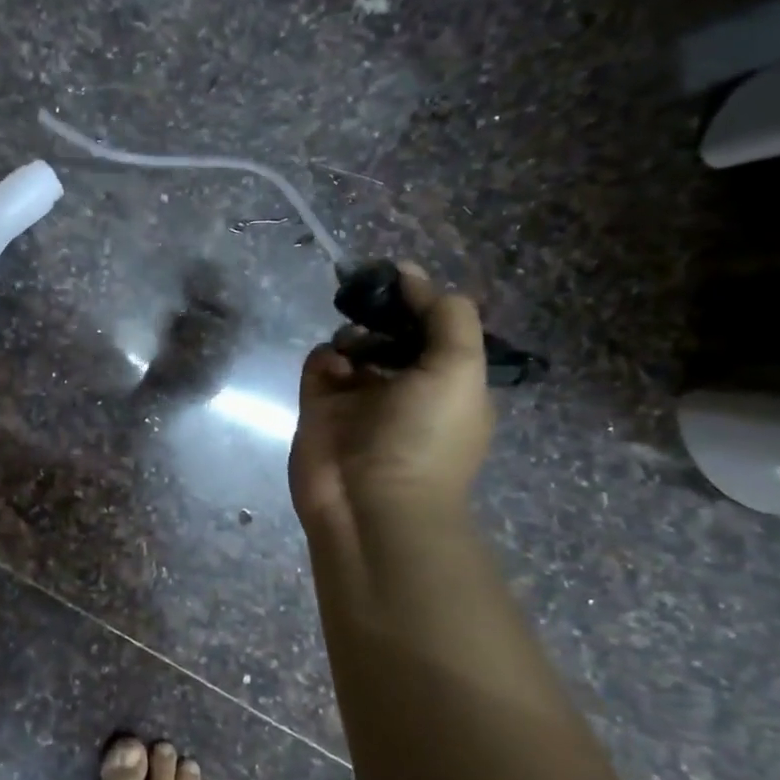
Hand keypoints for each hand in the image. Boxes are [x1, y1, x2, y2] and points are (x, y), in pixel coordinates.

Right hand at [288, 264, 493, 537]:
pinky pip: (320, 365)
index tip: (400, 276)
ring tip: (353, 347)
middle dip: (381, 314)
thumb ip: (446, 317)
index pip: (435, 328)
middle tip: (367, 300)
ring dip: (352, 336)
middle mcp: (405, 387)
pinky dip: (325, 358)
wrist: (371, 502)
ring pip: (353, 346)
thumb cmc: (426, 436)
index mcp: (447, 383)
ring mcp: (359, 398)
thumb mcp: (459, 370)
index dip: (420, 300)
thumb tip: (415, 276)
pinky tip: (333, 368)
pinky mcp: (320, 407)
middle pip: (391, 333)